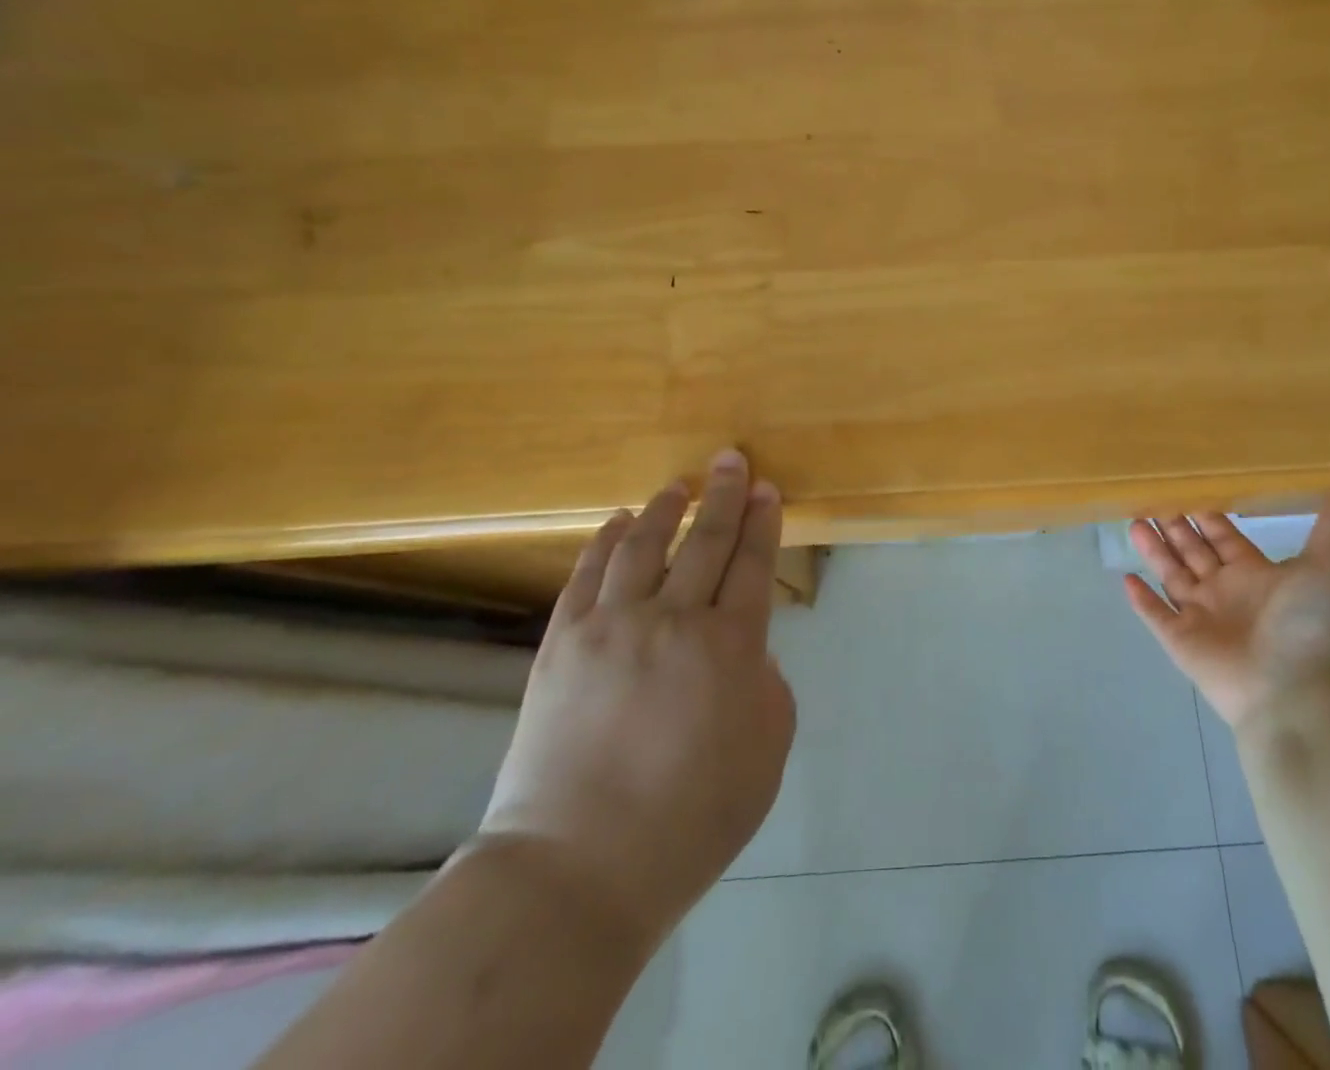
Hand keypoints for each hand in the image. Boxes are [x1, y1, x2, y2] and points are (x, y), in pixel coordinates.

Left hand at [474, 450, 795, 951]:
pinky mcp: (562, 643)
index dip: (762, 522)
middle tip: (730, 460)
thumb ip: (766, 684)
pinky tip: (617, 522)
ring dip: (665, 509)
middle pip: (705, 541)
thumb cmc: (690, 819)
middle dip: (723, 495)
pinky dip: (605, 541)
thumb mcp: (767, 751)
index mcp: (731, 645)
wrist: (577, 868)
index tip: (766, 488)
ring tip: (678, 485)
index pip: (753, 564)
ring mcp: (612, 626)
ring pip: (644, 546)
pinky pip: (587, 575)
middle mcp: (675, 620)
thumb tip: (745, 651)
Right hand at [1124, 500, 1329, 732]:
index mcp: (1254, 575)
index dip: (1207, 515)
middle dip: (1174, 527)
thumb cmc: (1308, 627)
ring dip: (1153, 551)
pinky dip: (1140, 599)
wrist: (1296, 693)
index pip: (1224, 537)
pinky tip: (1124, 578)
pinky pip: (1155, 615)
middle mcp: (1225, 592)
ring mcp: (1201, 618)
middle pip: (1193, 552)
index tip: (1187, 487)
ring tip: (1133, 521)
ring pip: (1170, 576)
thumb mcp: (1325, 570)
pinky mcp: (1181, 641)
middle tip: (1151, 497)